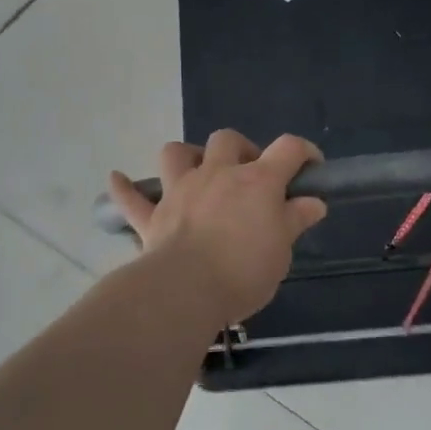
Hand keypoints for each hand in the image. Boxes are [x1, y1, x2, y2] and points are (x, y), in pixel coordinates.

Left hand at [107, 131, 328, 325]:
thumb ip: (295, 220)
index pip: (288, 149)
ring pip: (175, 153)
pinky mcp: (152, 216)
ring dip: (186, 157)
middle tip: (249, 176)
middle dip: (241, 149)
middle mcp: (217, 174)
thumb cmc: (244, 270)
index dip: (304, 152)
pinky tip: (117, 179)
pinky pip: (131, 197)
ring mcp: (180, 191)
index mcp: (257, 181)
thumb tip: (313, 202)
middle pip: (227, 140)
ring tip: (195, 171)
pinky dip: (124, 188)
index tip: (311, 168)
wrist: (186, 290)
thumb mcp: (282, 249)